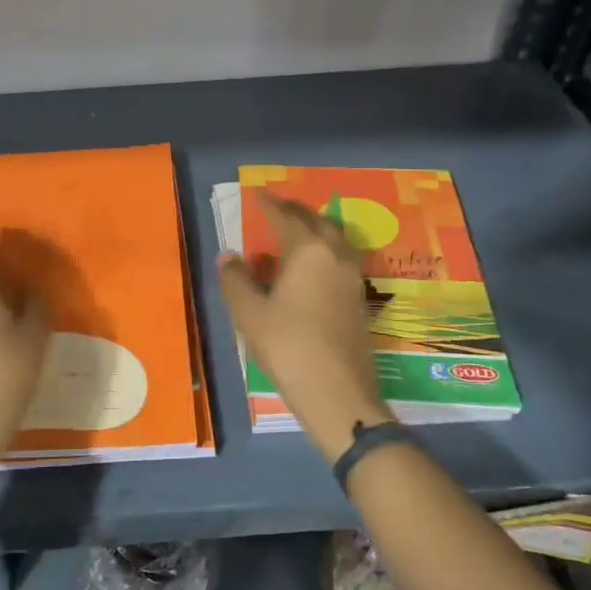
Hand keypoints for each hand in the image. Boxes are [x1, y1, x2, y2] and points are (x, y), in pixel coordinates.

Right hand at [218, 194, 395, 460]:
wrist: (338, 394)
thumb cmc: (288, 347)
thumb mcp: (250, 313)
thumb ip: (236, 279)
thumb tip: (229, 256)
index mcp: (308, 251)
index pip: (286, 217)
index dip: (269, 205)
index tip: (257, 195)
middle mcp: (336, 257)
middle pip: (317, 222)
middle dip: (296, 212)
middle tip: (277, 210)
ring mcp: (353, 279)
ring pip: (334, 241)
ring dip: (314, 231)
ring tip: (294, 236)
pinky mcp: (360, 301)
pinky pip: (340, 261)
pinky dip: (323, 253)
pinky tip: (309, 270)